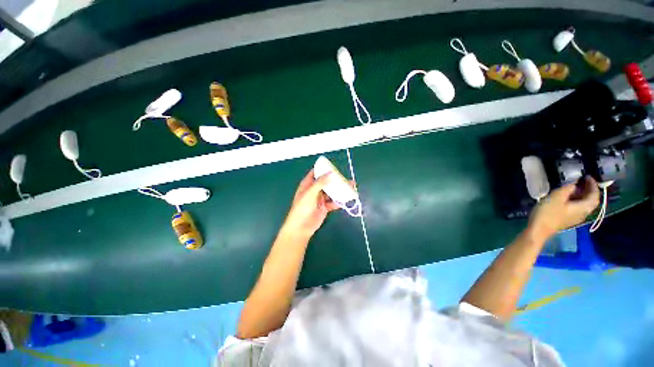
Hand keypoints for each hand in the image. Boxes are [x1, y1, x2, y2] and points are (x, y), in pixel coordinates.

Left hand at [280, 169, 344, 238]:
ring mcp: (320, 199)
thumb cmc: (302, 207)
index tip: (334, 167)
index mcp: (308, 184)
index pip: (316, 173)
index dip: (324, 169)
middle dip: (335, 180)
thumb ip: (320, 182)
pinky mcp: (325, 207)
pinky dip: (340, 201)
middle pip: (326, 182)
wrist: (301, 226)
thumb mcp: (310, 193)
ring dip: (340, 190)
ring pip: (331, 192)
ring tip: (350, 187)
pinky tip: (347, 199)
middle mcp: (314, 190)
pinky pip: (333, 202)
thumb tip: (331, 172)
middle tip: (345, 178)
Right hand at [528, 176, 600, 239]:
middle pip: (591, 201)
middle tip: (583, 181)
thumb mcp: (557, 197)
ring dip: (582, 195)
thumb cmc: (548, 212)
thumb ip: (568, 188)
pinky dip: (576, 200)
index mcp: (583, 207)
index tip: (587, 176)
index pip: (594, 195)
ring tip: (575, 187)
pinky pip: (577, 208)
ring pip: (584, 205)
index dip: (593, 185)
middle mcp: (583, 213)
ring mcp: (575, 218)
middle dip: (589, 190)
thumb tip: (574, 184)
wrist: (538, 229)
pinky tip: (567, 198)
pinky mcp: (568, 219)